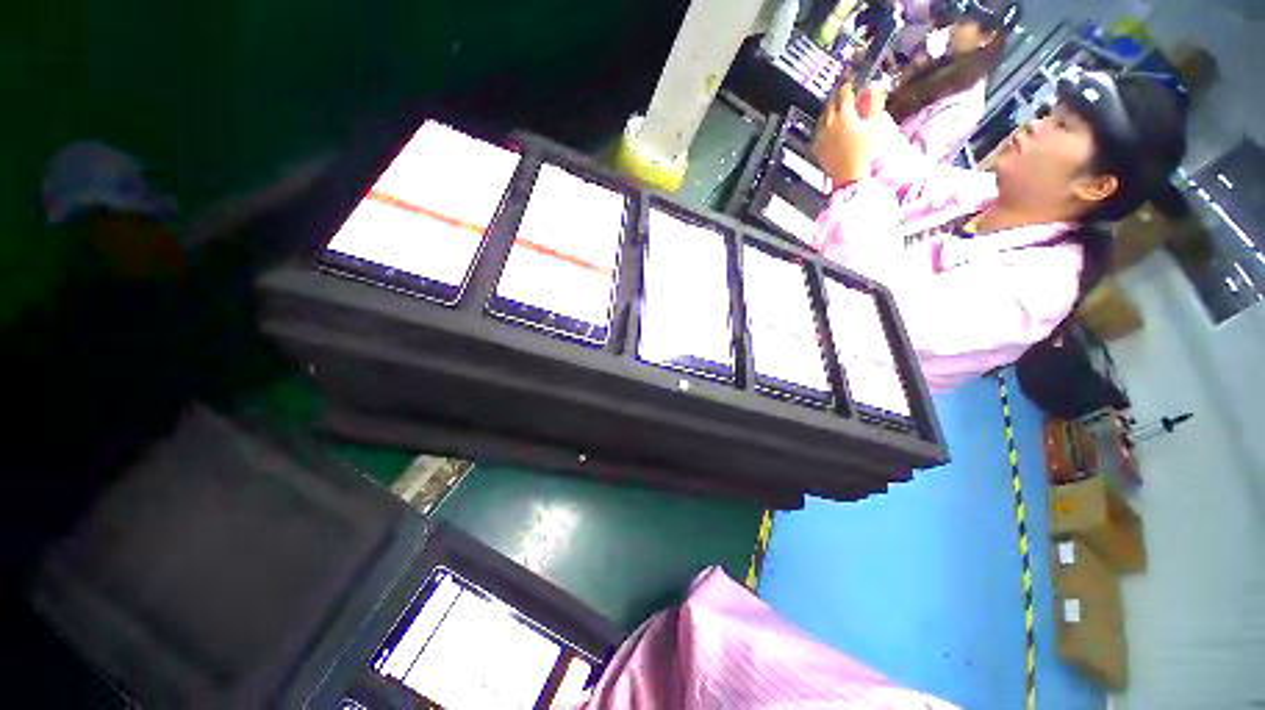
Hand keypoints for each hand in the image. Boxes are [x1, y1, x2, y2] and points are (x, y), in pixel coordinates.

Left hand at [811, 83, 888, 184]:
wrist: (848, 174)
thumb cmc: (863, 150)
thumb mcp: (873, 124)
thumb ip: (875, 103)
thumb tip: (877, 87)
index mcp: (843, 115)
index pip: (844, 92)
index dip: (849, 85)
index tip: (853, 84)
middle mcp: (828, 122)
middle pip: (831, 102)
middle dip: (838, 96)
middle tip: (844, 94)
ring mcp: (820, 135)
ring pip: (823, 116)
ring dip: (830, 110)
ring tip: (837, 109)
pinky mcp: (815, 146)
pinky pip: (818, 130)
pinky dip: (824, 125)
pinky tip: (829, 127)